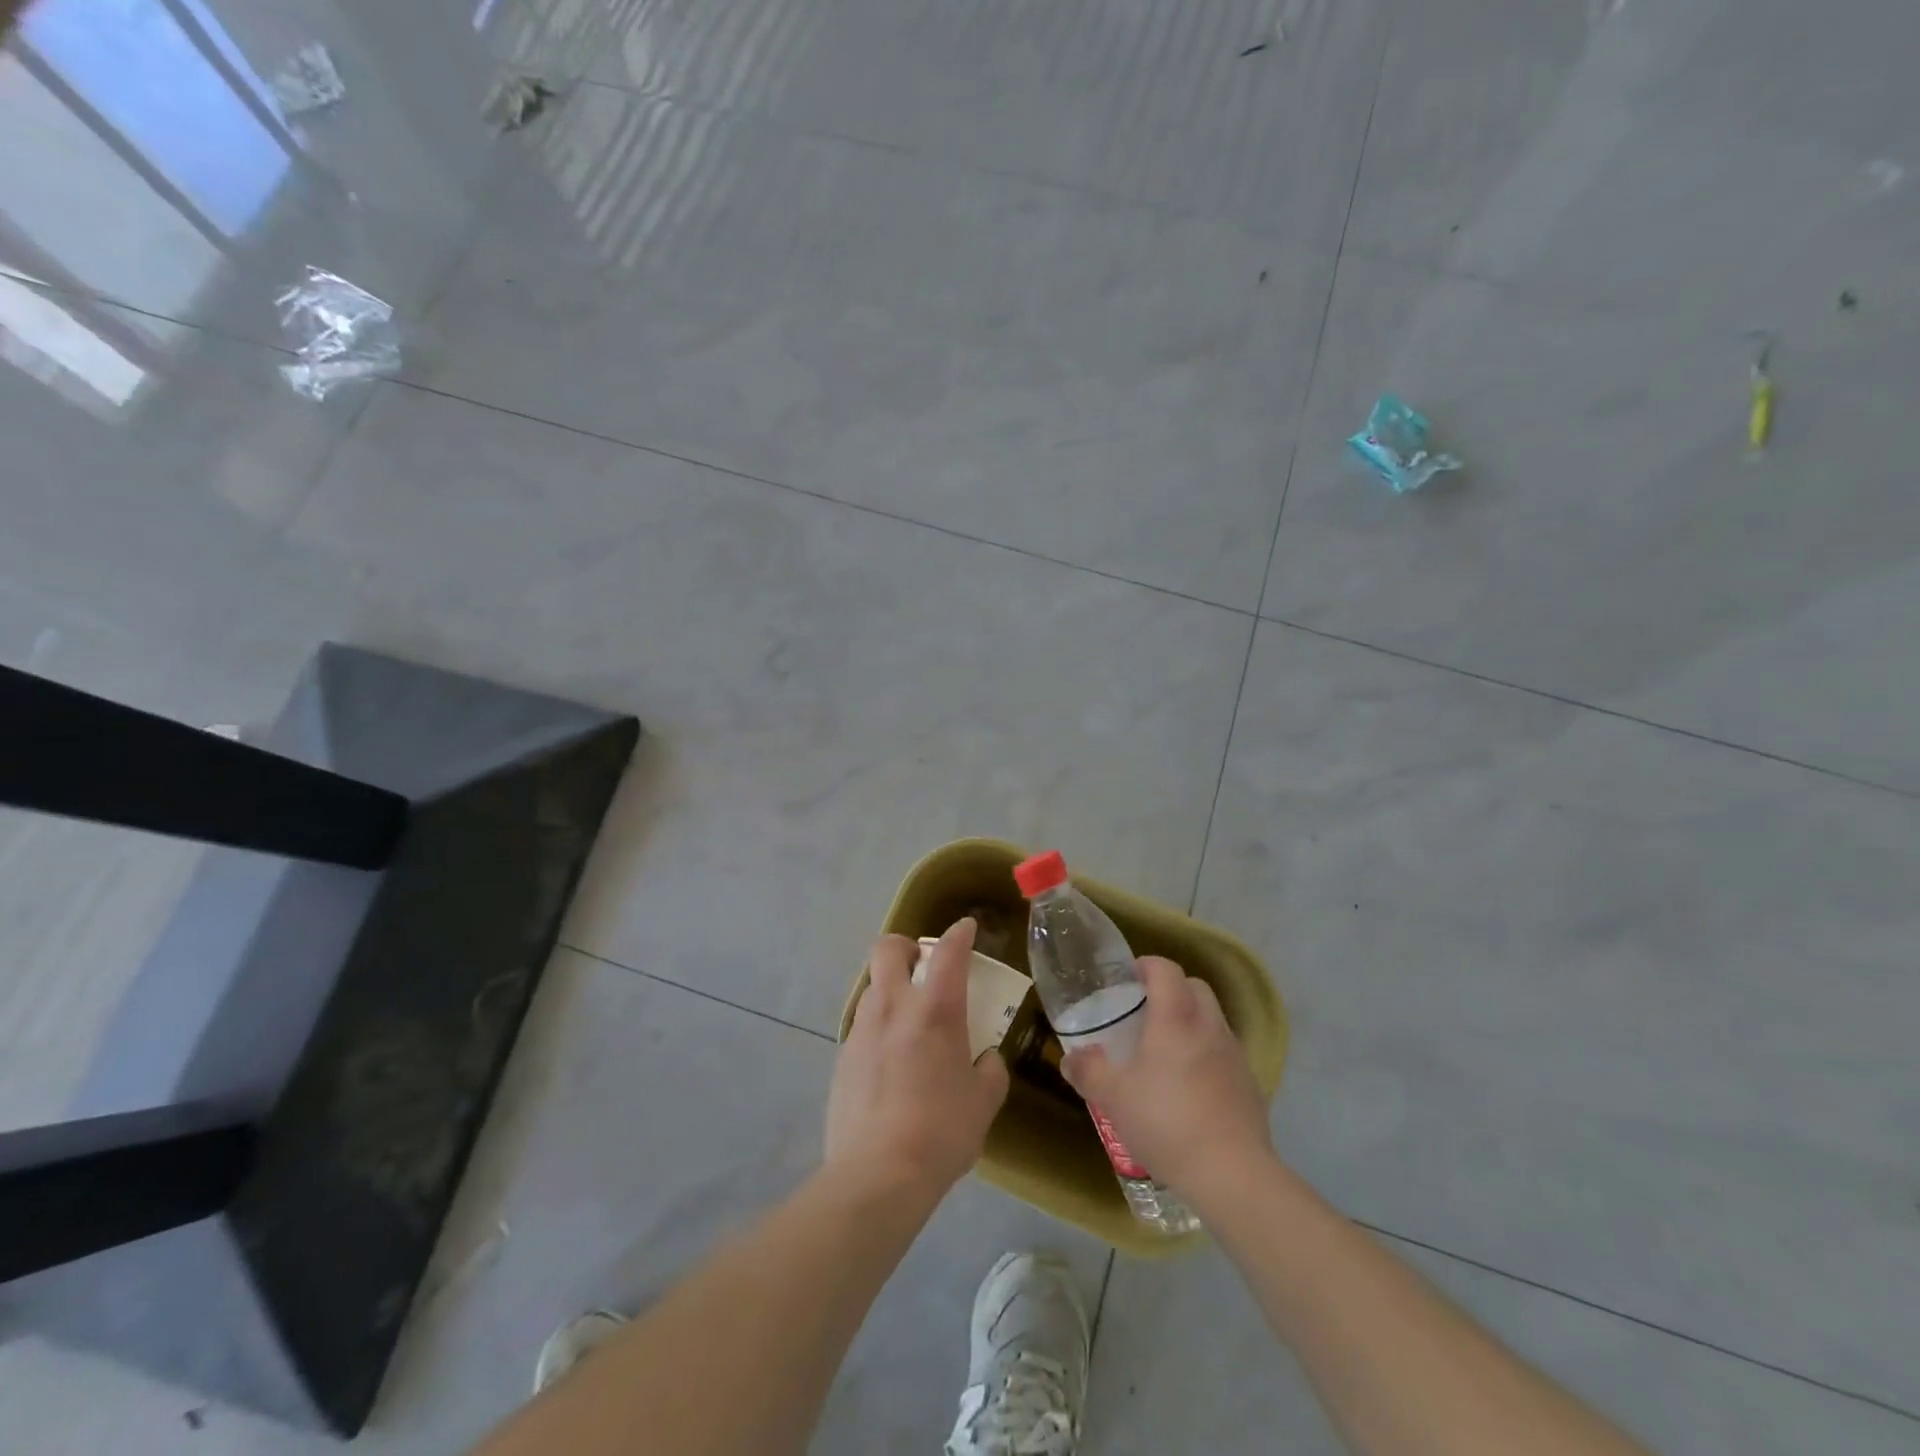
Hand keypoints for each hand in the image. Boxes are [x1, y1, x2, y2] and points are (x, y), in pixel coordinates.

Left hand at [825, 918, 1010, 1194]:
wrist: (877, 1175)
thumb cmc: (941, 1131)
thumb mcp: (984, 1101)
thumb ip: (990, 1070)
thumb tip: (985, 1059)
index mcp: (934, 1010)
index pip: (948, 952)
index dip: (959, 933)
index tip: (966, 928)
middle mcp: (893, 1007)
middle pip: (887, 948)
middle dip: (905, 946)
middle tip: (922, 966)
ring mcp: (862, 1030)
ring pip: (873, 986)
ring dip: (892, 989)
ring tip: (909, 1021)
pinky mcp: (842, 1058)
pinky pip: (863, 1025)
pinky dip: (879, 1028)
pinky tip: (890, 1061)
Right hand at [1061, 956, 1273, 1203]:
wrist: (1231, 1174)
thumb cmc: (1165, 1122)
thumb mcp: (1112, 1097)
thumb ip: (1088, 1071)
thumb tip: (1070, 1058)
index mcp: (1175, 1017)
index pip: (1165, 968)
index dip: (1145, 966)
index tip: (1126, 981)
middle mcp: (1209, 1025)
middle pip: (1195, 987)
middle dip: (1171, 991)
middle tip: (1144, 1014)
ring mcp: (1235, 1055)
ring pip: (1212, 1020)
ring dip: (1191, 1024)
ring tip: (1165, 1054)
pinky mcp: (1250, 1085)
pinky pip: (1225, 1054)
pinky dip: (1207, 1056)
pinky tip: (1191, 1089)